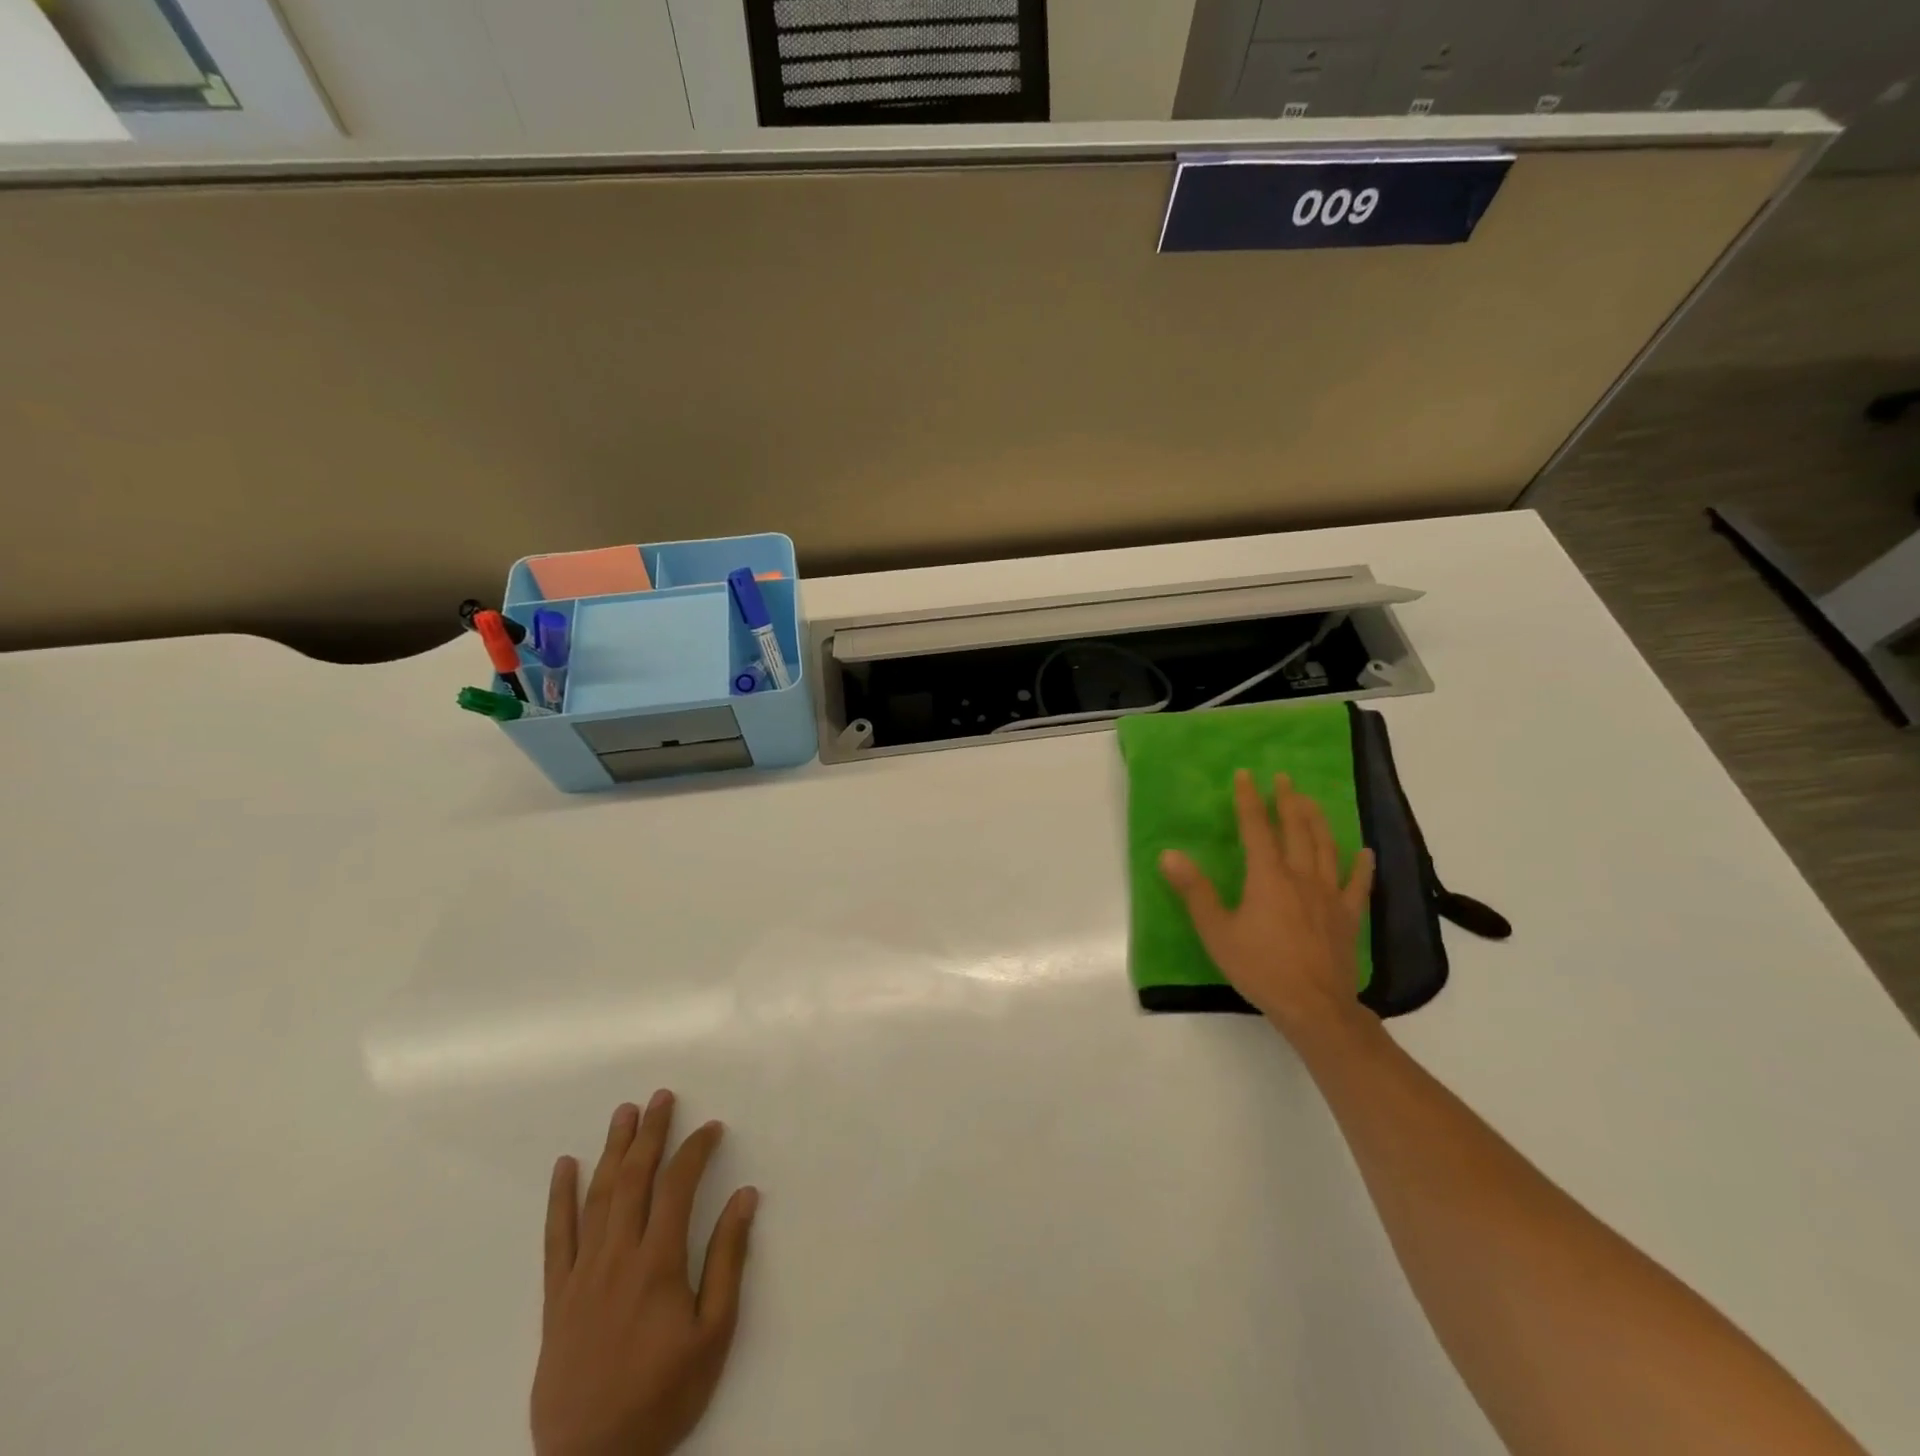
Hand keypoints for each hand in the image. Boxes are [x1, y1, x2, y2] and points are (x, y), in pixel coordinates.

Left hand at [531, 1092, 758, 1455]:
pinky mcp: (556, 1297)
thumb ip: (728, 1260)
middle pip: (634, 1178)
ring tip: (624, 1113)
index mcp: (657, 1263)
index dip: (695, 1150)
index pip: (677, 1185)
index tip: (711, 1128)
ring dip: (613, 1149)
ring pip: (597, 1196)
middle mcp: (616, 1256)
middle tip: (661, 1096)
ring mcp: (581, 1274)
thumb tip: (745, 1196)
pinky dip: (560, 1198)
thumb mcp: (713, 1333)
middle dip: (650, 1132)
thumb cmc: (662, 1397)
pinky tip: (565, 1167)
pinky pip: (556, 1237)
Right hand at [1159, 769, 1375, 1042]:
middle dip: (1288, 801)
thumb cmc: (1259, 968)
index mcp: (1268, 876)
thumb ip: (1194, 891)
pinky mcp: (1348, 917)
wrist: (1314, 1007)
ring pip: (1326, 848)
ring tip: (1311, 802)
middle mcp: (1301, 877)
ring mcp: (1329, 895)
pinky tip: (1365, 851)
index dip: (1249, 800)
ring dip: (1317, 821)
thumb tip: (1169, 854)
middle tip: (1284, 778)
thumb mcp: (1216, 931)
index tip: (1246, 775)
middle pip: (1296, 830)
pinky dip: (1362, 865)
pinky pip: (1358, 884)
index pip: (1256, 828)